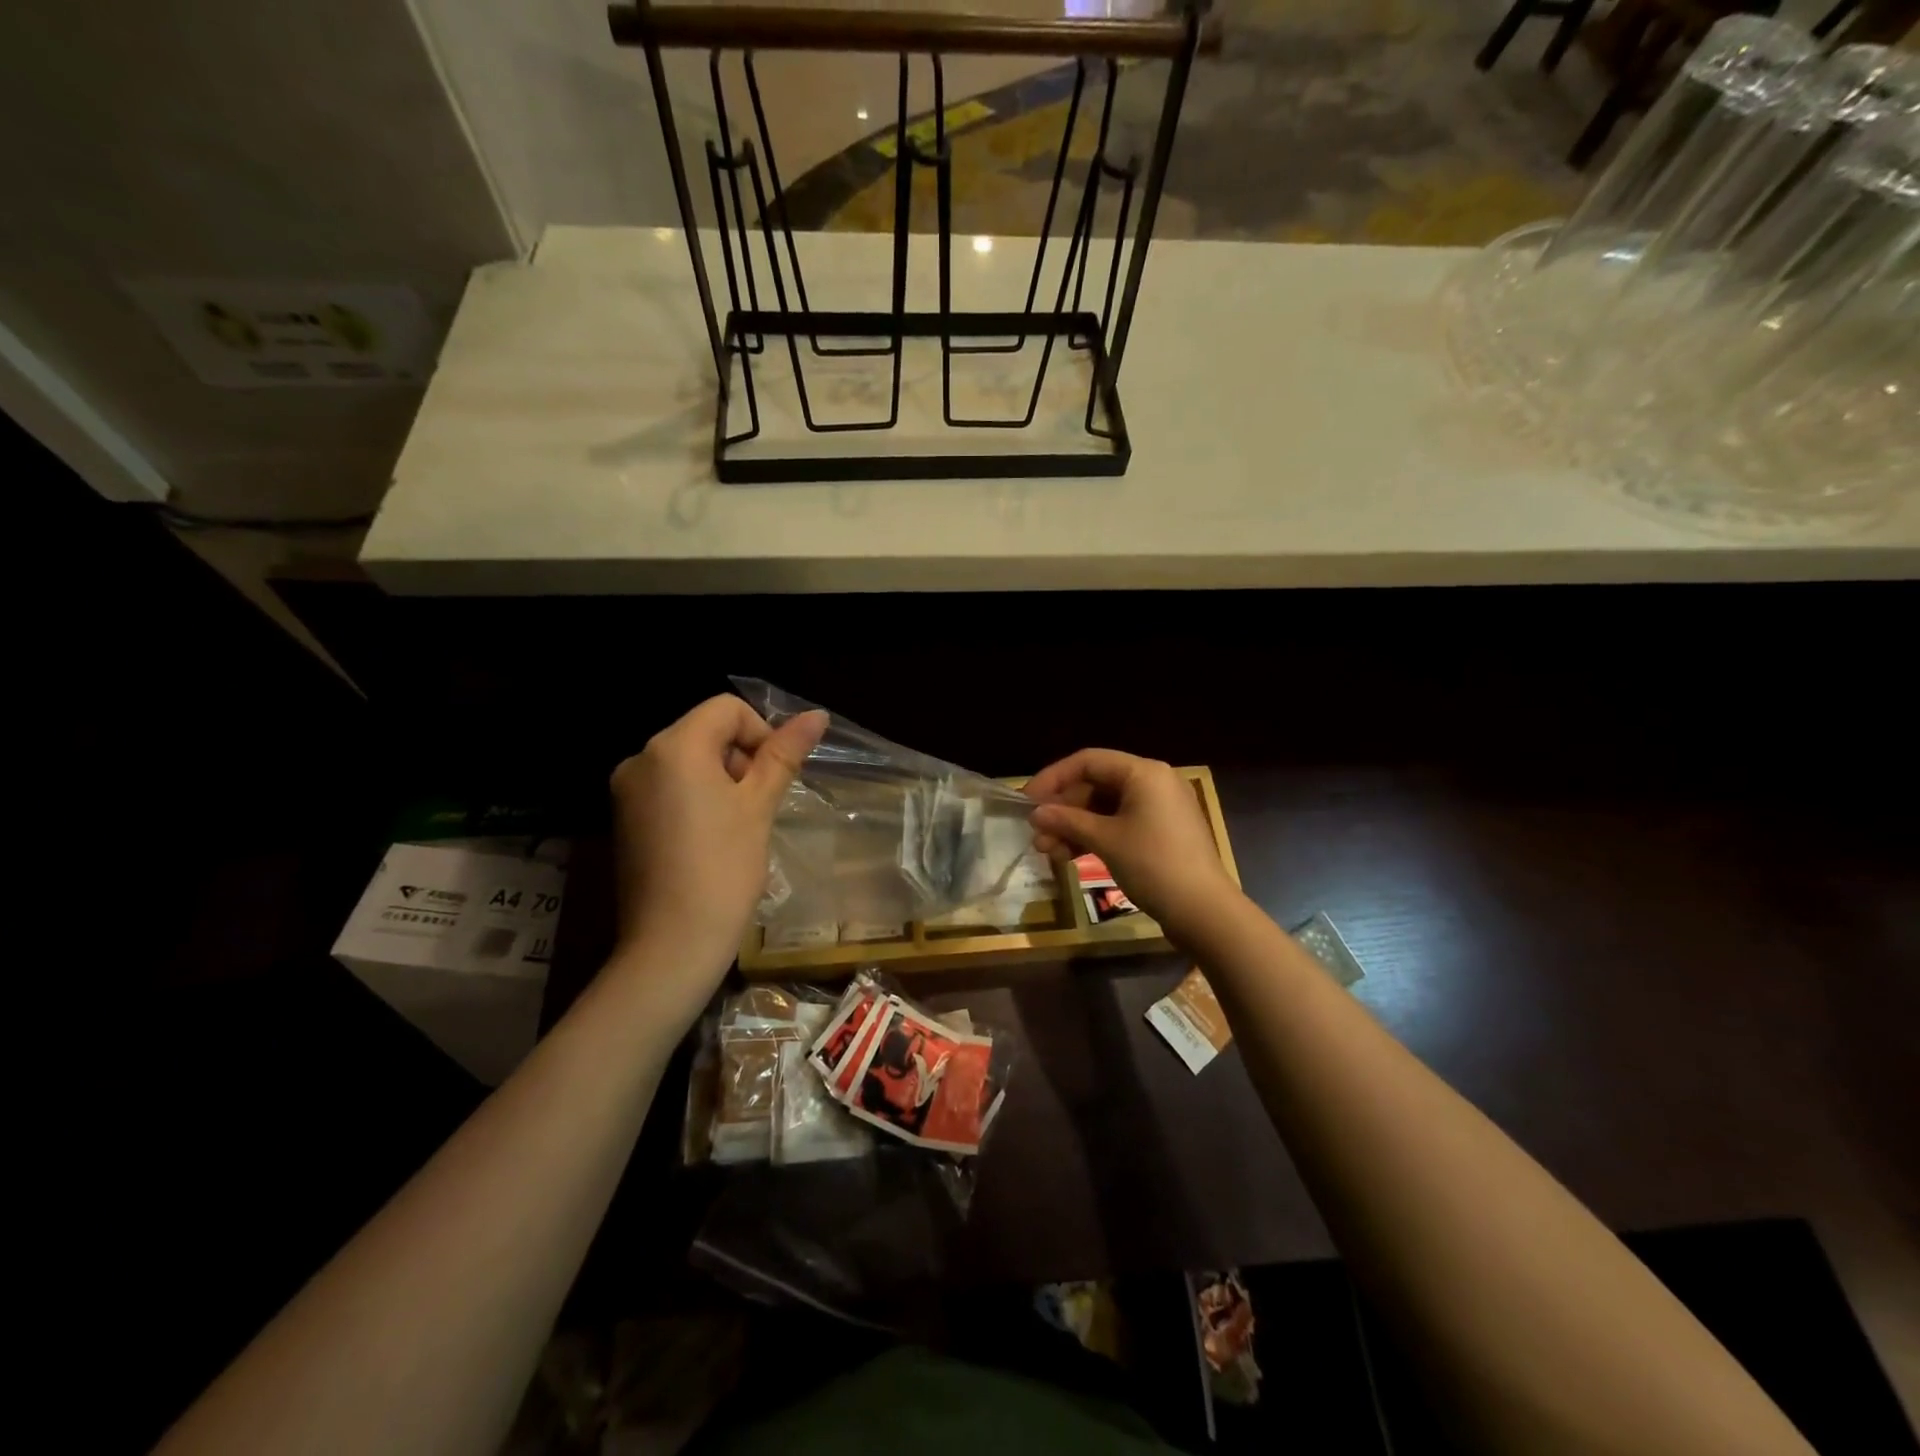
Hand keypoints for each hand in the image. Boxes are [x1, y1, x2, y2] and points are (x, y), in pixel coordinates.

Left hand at [608, 696, 826, 1011]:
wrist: (671, 945)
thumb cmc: (723, 868)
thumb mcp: (759, 805)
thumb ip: (784, 754)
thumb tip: (818, 715)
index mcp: (673, 747)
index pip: (727, 709)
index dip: (761, 733)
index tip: (772, 778)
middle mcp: (640, 758)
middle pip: (706, 732)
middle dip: (741, 759)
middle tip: (758, 807)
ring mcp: (627, 791)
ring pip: (689, 761)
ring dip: (722, 780)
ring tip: (738, 827)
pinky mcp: (624, 820)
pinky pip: (669, 788)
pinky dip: (697, 799)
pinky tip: (712, 840)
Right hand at [1026, 749, 1239, 940]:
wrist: (1204, 911)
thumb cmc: (1153, 865)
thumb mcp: (1106, 840)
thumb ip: (1067, 821)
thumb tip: (1035, 813)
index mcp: (1143, 773)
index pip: (1088, 761)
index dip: (1053, 778)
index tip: (1027, 801)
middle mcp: (1152, 782)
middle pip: (1095, 785)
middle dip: (1063, 810)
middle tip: (1037, 836)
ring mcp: (1158, 808)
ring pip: (1104, 808)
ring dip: (1074, 827)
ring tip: (1048, 852)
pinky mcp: (1160, 833)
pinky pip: (1119, 824)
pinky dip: (1094, 837)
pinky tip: (1070, 856)